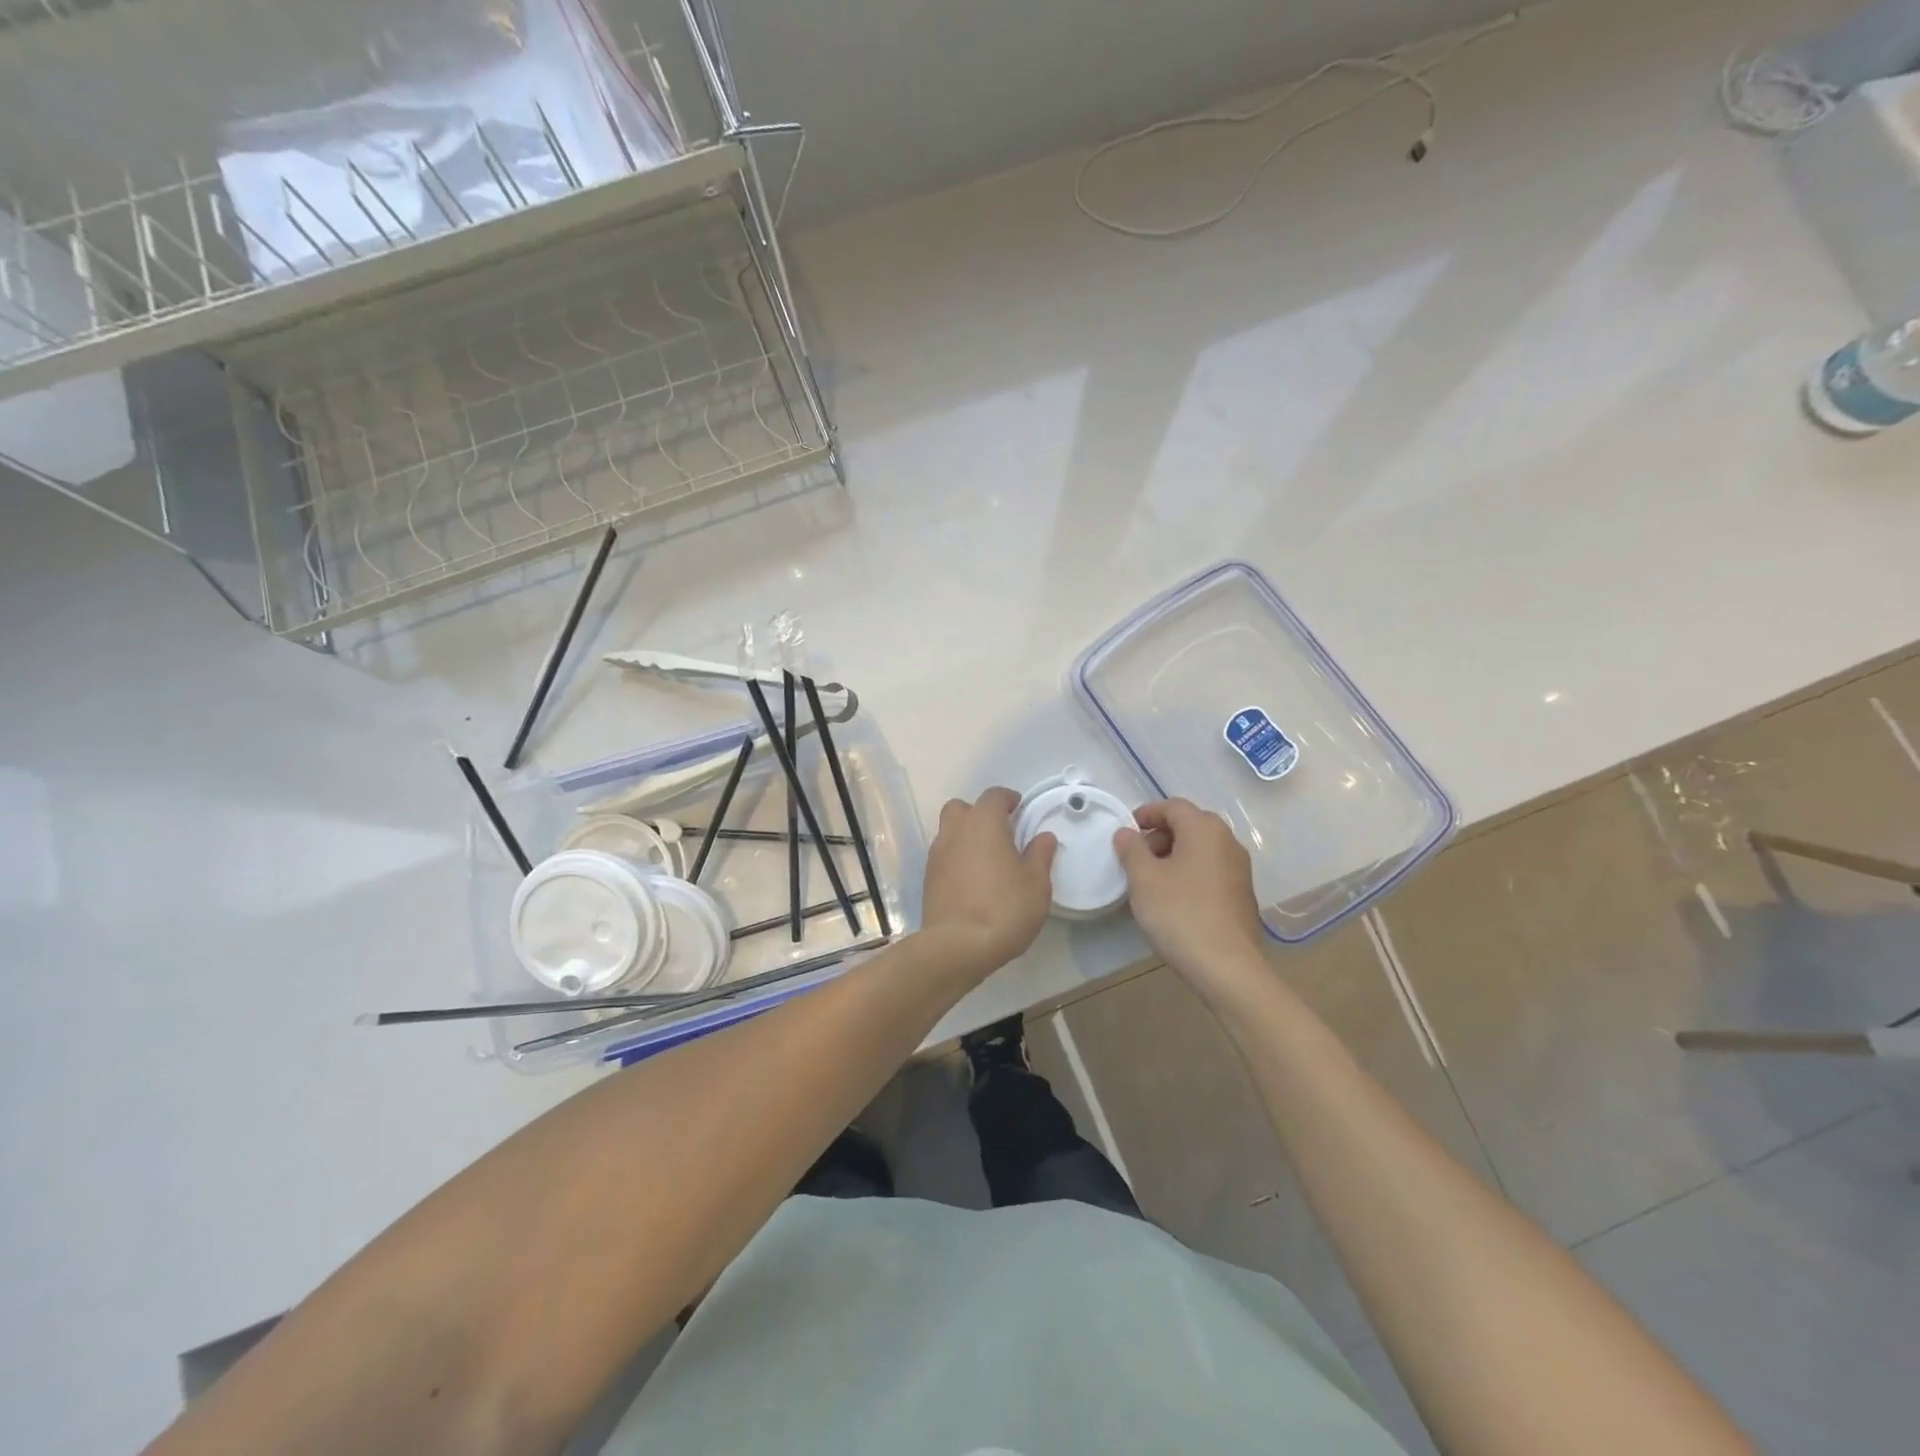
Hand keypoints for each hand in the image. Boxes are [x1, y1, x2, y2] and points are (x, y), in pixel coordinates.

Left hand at [920, 788, 1056, 977]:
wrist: (957, 946)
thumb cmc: (1004, 908)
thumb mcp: (1036, 883)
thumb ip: (1040, 855)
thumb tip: (1043, 837)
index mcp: (984, 823)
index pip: (994, 796)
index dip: (1008, 799)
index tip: (1020, 810)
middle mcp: (956, 831)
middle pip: (962, 808)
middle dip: (980, 813)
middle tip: (1000, 833)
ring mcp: (937, 854)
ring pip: (949, 830)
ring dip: (966, 836)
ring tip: (986, 859)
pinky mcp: (928, 878)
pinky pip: (944, 855)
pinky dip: (956, 858)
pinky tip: (972, 880)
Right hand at [1114, 798, 1267, 987]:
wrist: (1227, 967)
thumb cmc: (1180, 914)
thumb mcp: (1144, 879)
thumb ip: (1131, 849)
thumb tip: (1126, 833)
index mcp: (1205, 830)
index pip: (1173, 806)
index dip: (1147, 813)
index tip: (1126, 832)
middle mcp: (1228, 842)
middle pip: (1190, 825)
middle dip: (1160, 835)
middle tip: (1136, 857)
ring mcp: (1240, 869)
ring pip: (1201, 849)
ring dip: (1174, 855)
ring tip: (1151, 880)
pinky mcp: (1242, 894)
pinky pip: (1211, 870)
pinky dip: (1190, 873)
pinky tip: (1174, 899)